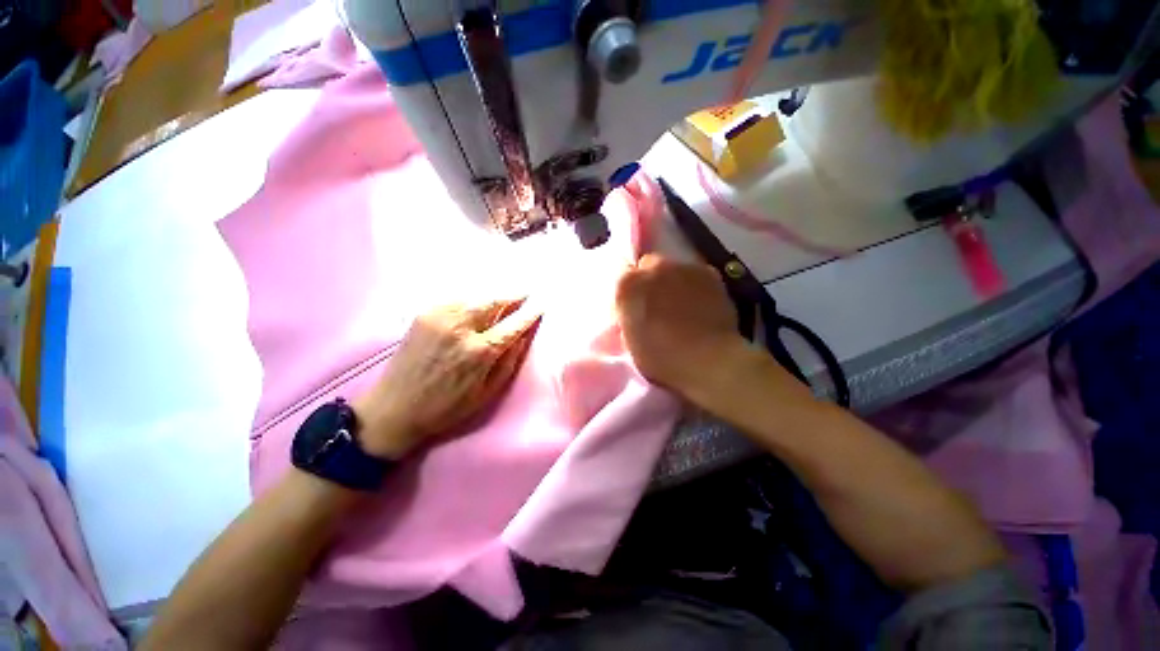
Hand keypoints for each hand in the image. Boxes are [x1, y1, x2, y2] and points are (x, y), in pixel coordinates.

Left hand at [354, 299, 540, 459]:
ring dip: (490, 295)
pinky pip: (453, 301)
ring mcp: (440, 317)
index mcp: (480, 352)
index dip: (529, 313)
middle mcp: (462, 327)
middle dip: (512, 295)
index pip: (513, 325)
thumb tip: (522, 338)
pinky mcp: (424, 314)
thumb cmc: (444, 409)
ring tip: (501, 296)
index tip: (541, 303)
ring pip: (473, 297)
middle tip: (524, 291)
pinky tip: (472, 304)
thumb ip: (507, 364)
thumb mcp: (483, 395)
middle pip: (494, 301)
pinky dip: (467, 300)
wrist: (398, 406)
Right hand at [615, 254, 748, 395]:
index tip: (635, 311)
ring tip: (685, 307)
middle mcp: (653, 267)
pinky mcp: (710, 273)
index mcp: (627, 286)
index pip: (621, 278)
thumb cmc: (664, 359)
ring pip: (675, 269)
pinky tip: (704, 305)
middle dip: (652, 282)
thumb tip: (634, 312)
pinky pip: (699, 275)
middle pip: (648, 266)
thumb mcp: (631, 342)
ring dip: (676, 282)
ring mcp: (684, 267)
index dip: (629, 295)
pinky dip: (698, 286)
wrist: (709, 359)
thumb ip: (629, 318)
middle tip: (659, 307)